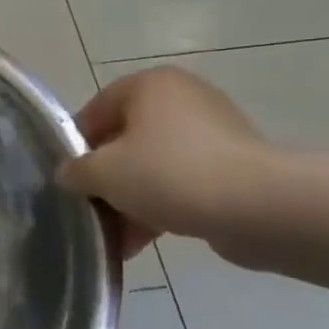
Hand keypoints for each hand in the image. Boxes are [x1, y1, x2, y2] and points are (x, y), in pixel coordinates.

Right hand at [56, 67, 267, 257]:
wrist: (259, 208)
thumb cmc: (169, 174)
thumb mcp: (102, 173)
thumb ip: (75, 171)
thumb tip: (70, 175)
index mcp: (149, 85)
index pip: (95, 111)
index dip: (76, 147)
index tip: (69, 181)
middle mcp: (182, 99)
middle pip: (125, 141)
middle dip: (106, 181)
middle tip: (91, 211)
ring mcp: (213, 133)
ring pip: (153, 167)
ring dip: (130, 201)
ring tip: (114, 239)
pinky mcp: (234, 167)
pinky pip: (183, 184)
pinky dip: (160, 208)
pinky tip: (140, 244)